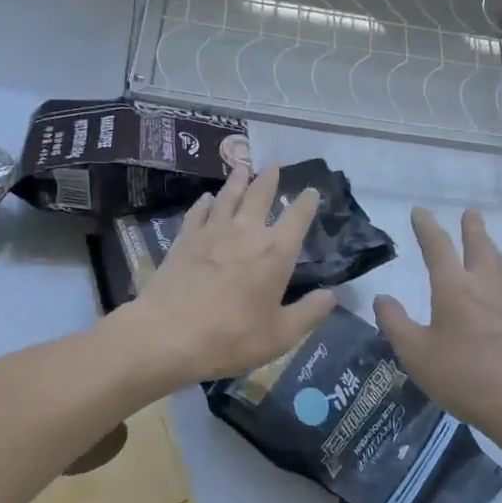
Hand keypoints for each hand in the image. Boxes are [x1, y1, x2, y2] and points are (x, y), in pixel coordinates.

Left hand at [121, 163, 335, 383]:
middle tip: (274, 165)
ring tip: (243, 168)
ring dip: (238, 181)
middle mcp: (246, 232)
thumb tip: (332, 295)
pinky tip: (206, 198)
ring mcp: (212, 232)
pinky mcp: (185, 239)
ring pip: (228, 197)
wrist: (169, 334)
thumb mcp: (281, 335)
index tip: (312, 190)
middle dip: (269, 179)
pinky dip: (205, 202)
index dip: (307, 202)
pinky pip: (198, 212)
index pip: (297, 218)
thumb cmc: (232, 337)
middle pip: (260, 195)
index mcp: (275, 253)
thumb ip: (309, 313)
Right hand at [373, 207, 501, 451]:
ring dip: (492, 248)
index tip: (420, 211)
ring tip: (488, 245)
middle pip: (480, 246)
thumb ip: (395, 323)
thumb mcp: (416, 354)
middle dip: (472, 228)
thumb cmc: (464, 376)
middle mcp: (485, 285)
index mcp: (454, 288)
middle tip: (471, 213)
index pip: (438, 247)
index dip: (427, 227)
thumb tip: (382, 298)